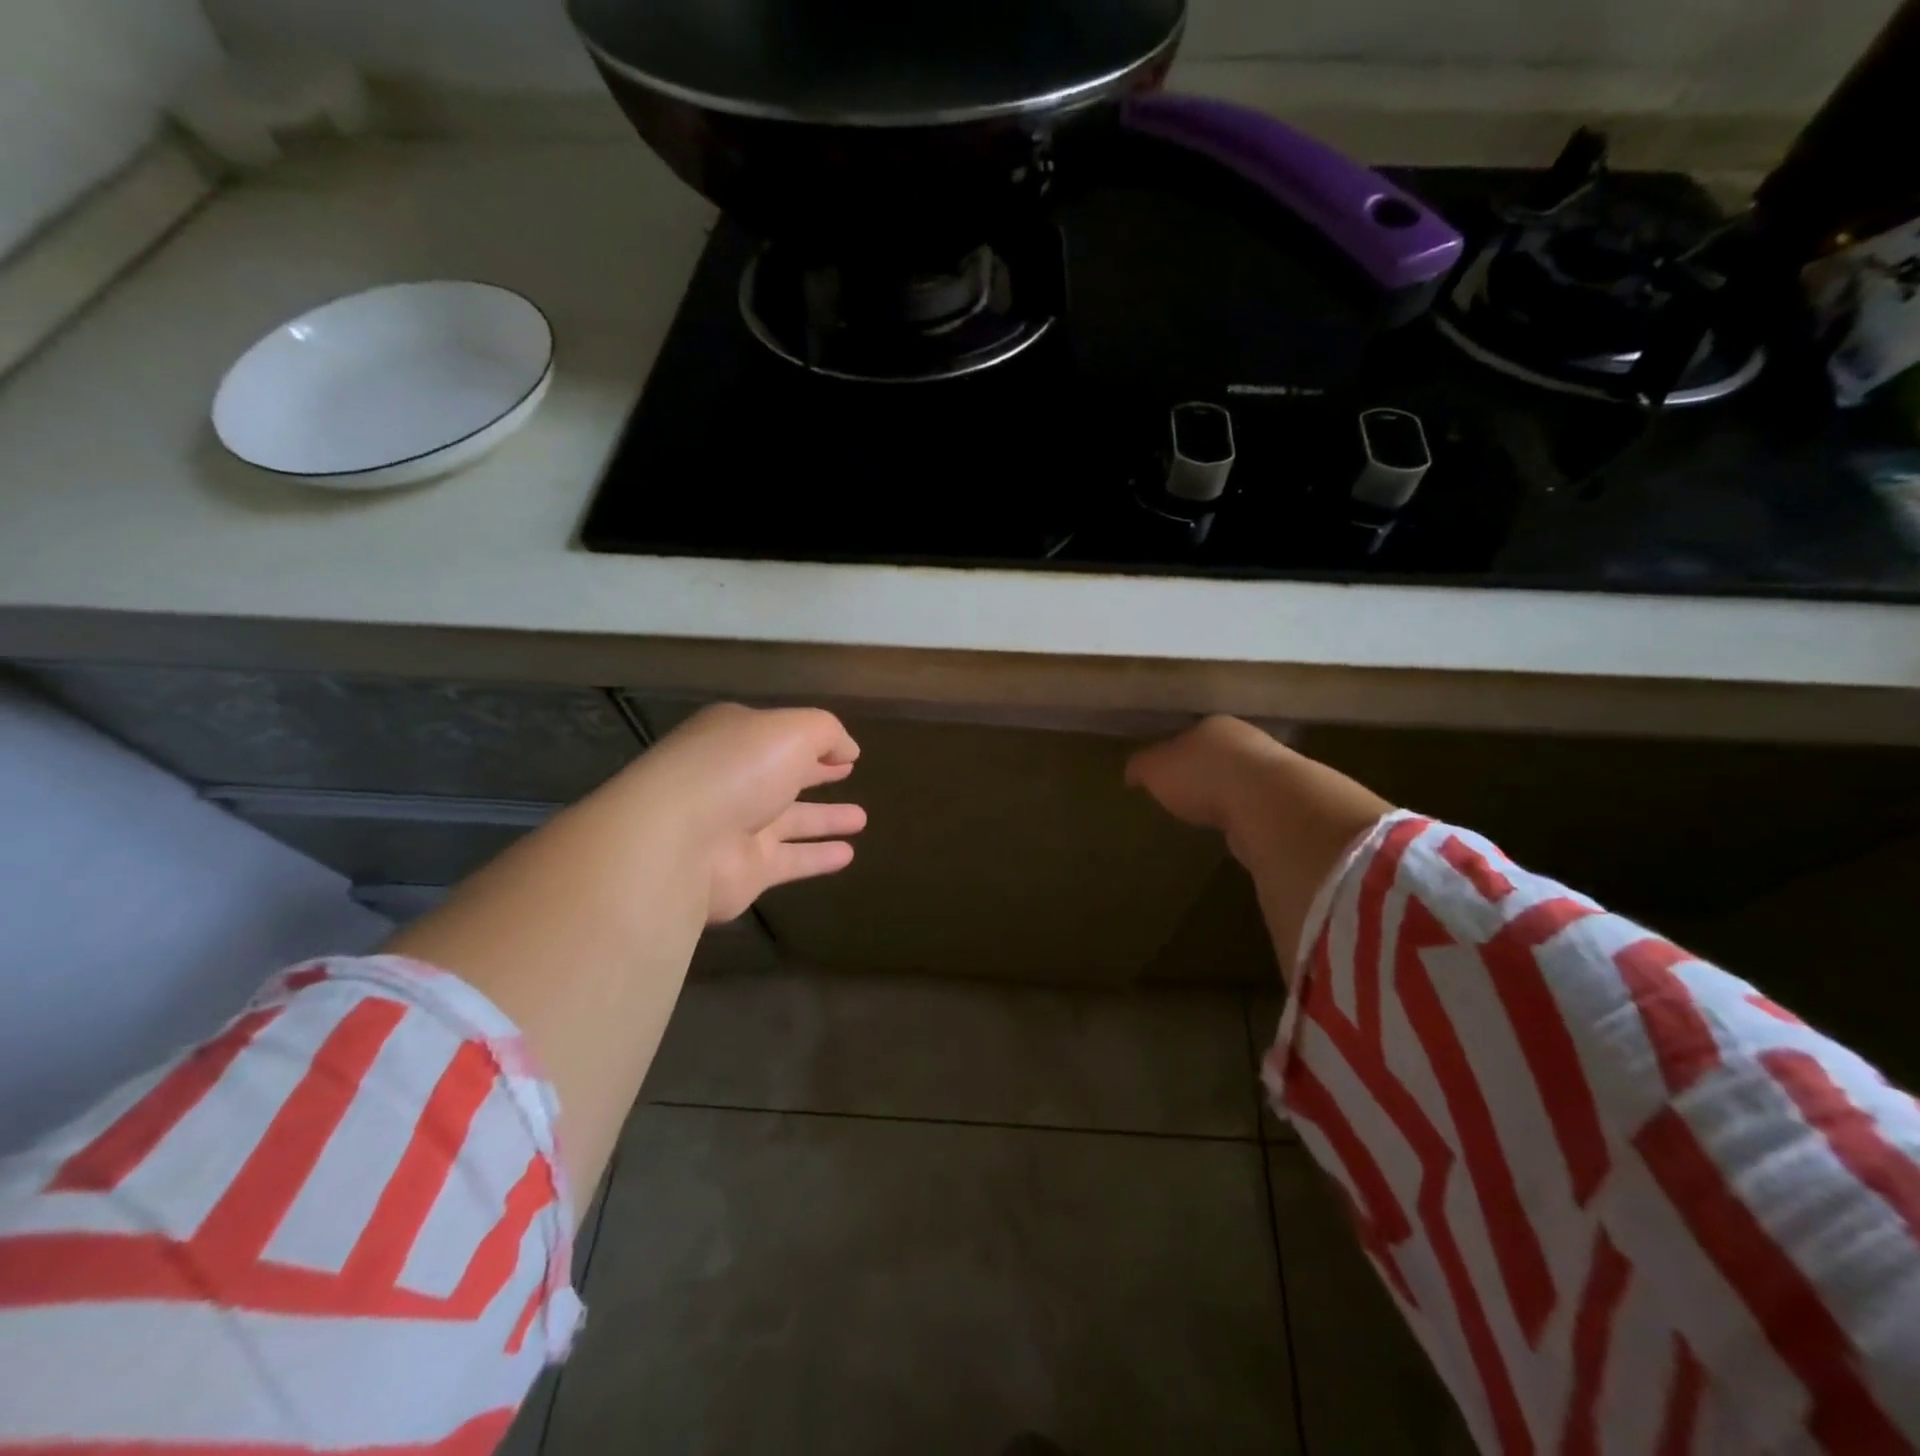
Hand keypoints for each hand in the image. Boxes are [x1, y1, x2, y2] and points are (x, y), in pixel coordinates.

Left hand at [632, 703, 866, 922]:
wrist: (679, 842)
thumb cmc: (737, 769)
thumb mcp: (792, 731)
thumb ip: (826, 732)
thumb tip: (848, 750)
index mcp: (736, 739)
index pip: (779, 735)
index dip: (814, 740)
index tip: (846, 751)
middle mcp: (734, 780)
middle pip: (782, 776)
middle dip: (816, 774)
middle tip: (848, 773)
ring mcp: (737, 827)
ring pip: (790, 821)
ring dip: (825, 818)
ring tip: (862, 819)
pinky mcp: (745, 870)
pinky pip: (791, 861)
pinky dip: (818, 858)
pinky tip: (848, 856)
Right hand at [1125, 715, 1296, 838]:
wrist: (1266, 803)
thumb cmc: (1202, 775)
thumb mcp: (1155, 769)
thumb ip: (1141, 767)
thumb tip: (1132, 773)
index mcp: (1213, 725)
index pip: (1189, 734)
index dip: (1174, 752)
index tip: (1163, 771)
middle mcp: (1246, 740)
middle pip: (1217, 754)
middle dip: (1202, 771)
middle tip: (1185, 793)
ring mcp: (1272, 771)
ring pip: (1240, 779)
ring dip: (1227, 793)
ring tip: (1208, 814)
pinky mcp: (1286, 802)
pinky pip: (1255, 806)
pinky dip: (1243, 815)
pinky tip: (1231, 828)